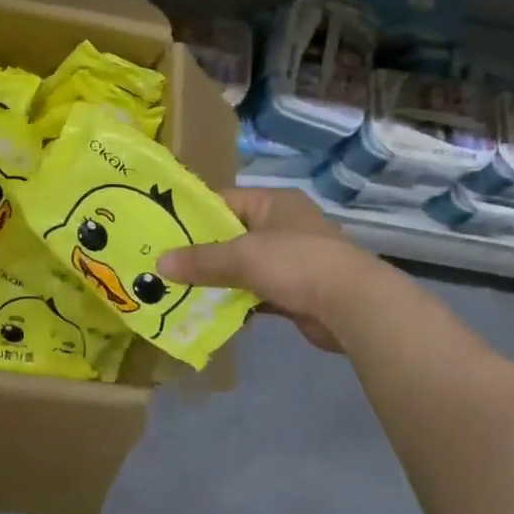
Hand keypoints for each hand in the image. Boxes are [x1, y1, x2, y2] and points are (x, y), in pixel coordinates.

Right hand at [158, 188, 387, 352]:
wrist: (352, 306)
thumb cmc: (296, 264)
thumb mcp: (242, 256)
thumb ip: (201, 260)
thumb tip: (160, 263)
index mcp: (274, 202)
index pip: (224, 201)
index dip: (193, 215)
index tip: (162, 231)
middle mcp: (283, 225)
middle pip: (231, 235)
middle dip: (201, 253)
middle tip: (165, 265)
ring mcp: (291, 259)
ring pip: (243, 267)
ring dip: (217, 280)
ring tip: (180, 290)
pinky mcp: (295, 290)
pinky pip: (256, 292)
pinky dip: (237, 301)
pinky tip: (211, 312)